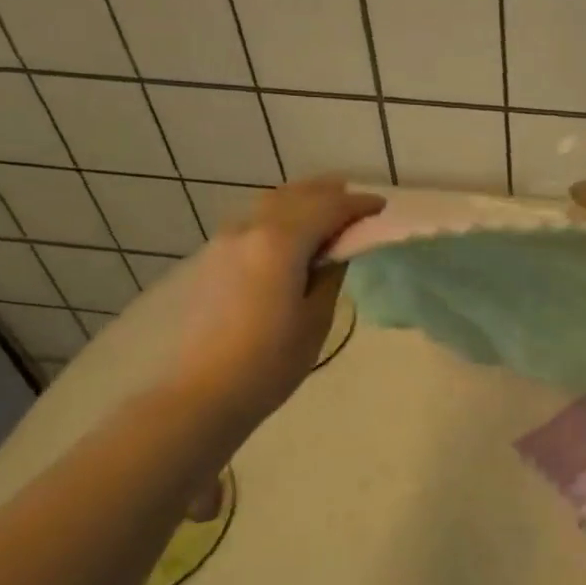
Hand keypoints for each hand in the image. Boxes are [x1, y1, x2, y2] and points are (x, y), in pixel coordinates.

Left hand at [164, 176, 383, 418]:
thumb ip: (330, 274)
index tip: (381, 207)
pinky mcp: (212, 259)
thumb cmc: (270, 361)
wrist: (204, 392)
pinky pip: (254, 222)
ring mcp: (225, 241)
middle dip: (329, 193)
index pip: (328, 208)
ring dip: (302, 200)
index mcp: (280, 242)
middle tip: (356, 201)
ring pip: (270, 204)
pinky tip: (291, 233)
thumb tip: (337, 251)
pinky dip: (280, 216)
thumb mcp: (316, 318)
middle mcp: (249, 229)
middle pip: (295, 196)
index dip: (357, 205)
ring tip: (326, 209)